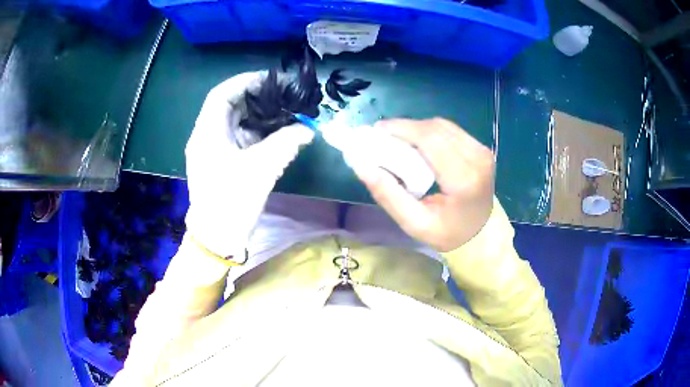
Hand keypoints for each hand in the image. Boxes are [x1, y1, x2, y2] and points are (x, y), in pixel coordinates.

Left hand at [185, 72, 313, 256]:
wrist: (217, 238)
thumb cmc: (232, 201)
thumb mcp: (261, 169)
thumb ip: (286, 143)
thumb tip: (308, 129)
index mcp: (207, 133)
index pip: (222, 94)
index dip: (245, 82)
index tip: (270, 81)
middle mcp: (206, 137)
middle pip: (229, 106)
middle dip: (255, 99)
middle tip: (282, 97)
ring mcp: (211, 150)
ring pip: (234, 122)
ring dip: (257, 116)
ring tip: (282, 113)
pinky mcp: (220, 161)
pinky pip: (237, 138)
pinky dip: (255, 133)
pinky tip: (274, 134)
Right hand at [351, 118, 494, 251]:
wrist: (482, 234)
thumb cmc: (448, 234)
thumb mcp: (414, 224)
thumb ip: (388, 195)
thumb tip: (362, 166)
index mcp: (463, 179)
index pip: (430, 139)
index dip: (401, 129)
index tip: (376, 132)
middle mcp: (477, 159)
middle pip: (435, 128)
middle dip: (405, 127)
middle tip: (382, 137)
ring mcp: (482, 151)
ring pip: (443, 125)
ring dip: (417, 128)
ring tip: (398, 140)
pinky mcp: (481, 148)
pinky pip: (451, 130)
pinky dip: (430, 132)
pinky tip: (418, 143)